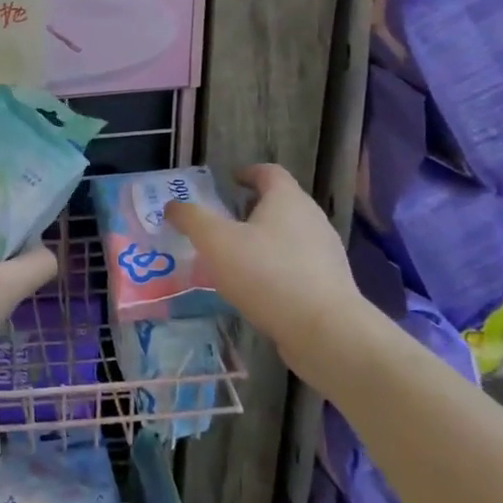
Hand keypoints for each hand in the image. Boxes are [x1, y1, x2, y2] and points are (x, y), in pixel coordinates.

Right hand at [167, 164, 362, 368]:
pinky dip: (275, 266)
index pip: (269, 172)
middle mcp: (312, 219)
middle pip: (280, 203)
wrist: (324, 330)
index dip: (247, 173)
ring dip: (263, 240)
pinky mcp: (329, 283)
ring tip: (235, 258)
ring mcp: (325, 252)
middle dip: (251, 208)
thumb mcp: (215, 242)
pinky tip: (257, 287)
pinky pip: (297, 264)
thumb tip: (173, 206)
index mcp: (287, 200)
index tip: (229, 181)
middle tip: (222, 222)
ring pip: (289, 235)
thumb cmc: (266, 274)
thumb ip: (191, 219)